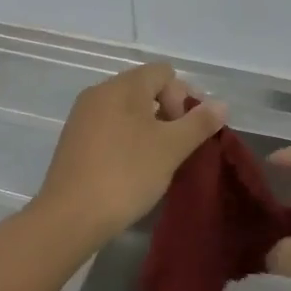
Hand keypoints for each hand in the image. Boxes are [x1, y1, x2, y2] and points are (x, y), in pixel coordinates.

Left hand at [34, 63, 226, 250]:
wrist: (69, 217)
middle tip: (178, 146)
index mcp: (123, 86)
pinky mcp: (74, 140)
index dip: (183, 96)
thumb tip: (221, 104)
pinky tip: (133, 168)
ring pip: (128, 109)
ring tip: (159, 160)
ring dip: (149, 128)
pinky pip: (110, 127)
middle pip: (145, 88)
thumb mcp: (171, 148)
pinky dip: (127, 139)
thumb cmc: (126, 174)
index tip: (189, 130)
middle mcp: (100, 92)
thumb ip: (199, 122)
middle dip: (168, 112)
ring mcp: (83, 116)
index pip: (164, 73)